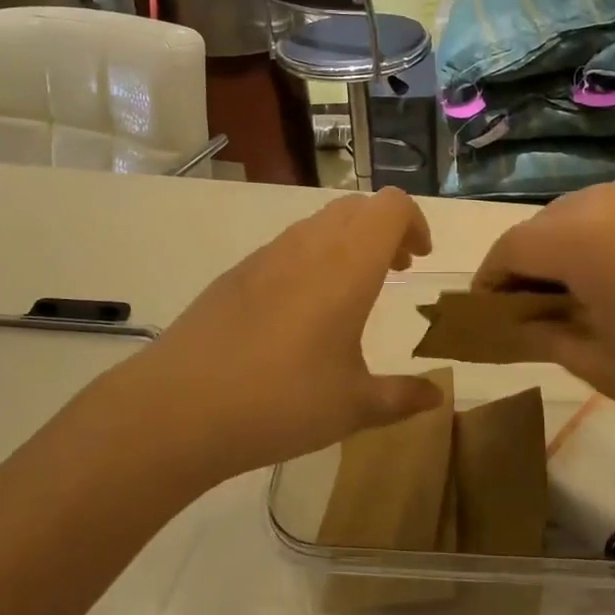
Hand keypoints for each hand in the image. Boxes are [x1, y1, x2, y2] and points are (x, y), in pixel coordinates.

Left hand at [79, 189, 442, 487]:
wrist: (178, 407)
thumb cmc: (281, 401)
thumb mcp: (353, 407)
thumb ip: (401, 397)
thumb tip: (436, 396)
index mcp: (347, 265)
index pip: (391, 206)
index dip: (414, 222)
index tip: (419, 259)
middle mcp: (308, 246)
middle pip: (356, 207)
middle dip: (383, 230)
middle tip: (395, 271)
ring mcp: (266, 256)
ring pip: (318, 224)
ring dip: (346, 243)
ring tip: (350, 295)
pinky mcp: (235, 274)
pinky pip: (286, 247)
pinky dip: (311, 259)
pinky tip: (300, 315)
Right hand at [473, 176, 614, 455]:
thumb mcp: (604, 365)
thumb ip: (545, 334)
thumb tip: (518, 321)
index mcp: (579, 235)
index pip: (509, 248)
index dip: (491, 283)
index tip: (491, 316)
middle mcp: (611, 196)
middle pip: (546, 225)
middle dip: (531, 266)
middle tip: (539, 313)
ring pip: (588, 213)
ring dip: (573, 249)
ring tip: (591, 296)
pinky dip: (614, 239)